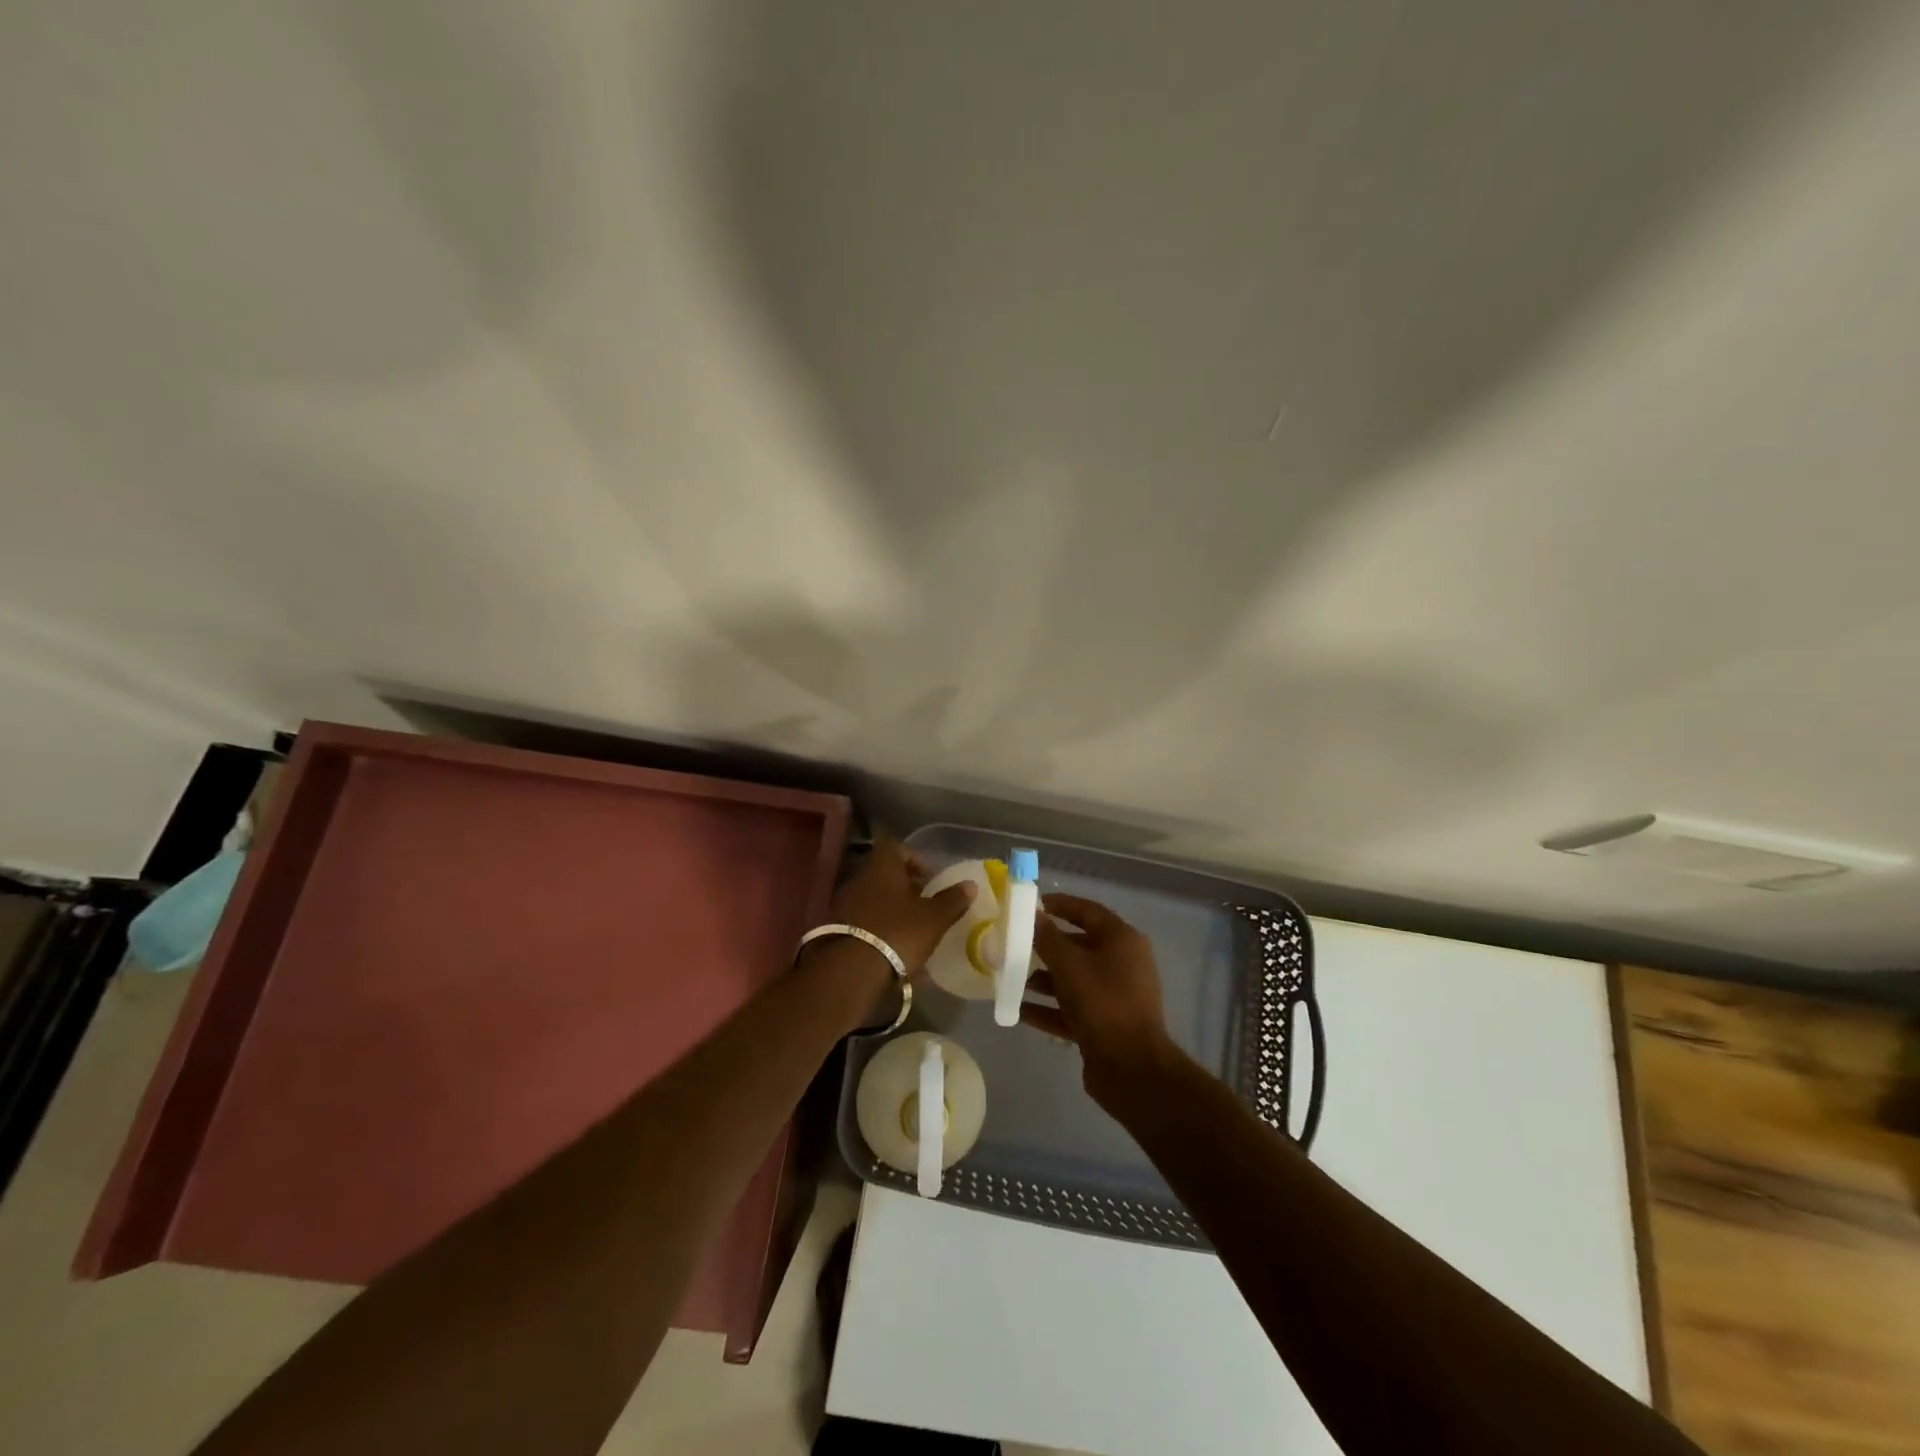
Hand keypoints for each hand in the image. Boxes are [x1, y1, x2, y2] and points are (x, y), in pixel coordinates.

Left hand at [815, 834, 975, 980]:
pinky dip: (877, 924)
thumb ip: (952, 900)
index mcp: (883, 866)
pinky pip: (862, 917)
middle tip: (924, 902)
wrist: (851, 970)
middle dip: (904, 885)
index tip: (930, 877)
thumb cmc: (898, 933)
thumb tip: (970, 884)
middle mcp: (860, 877)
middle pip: (884, 872)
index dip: (914, 858)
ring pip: (872, 895)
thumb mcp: (934, 918)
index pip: (896, 847)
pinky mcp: (836, 927)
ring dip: (890, 906)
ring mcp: (844, 902)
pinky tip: (890, 943)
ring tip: (910, 925)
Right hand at [1024, 894, 1178, 1106]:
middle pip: (1078, 945)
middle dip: (1046, 946)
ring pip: (1073, 979)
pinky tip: (1018, 1010)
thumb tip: (1033, 914)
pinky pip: (1071, 1009)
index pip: (1088, 911)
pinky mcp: (1103, 1024)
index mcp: (1122, 940)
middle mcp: (1121, 964)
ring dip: (1043, 979)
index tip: (1031, 905)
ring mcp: (1113, 996)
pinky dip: (1047, 1008)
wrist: (1131, 1068)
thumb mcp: (1070, 965)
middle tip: (1014, 944)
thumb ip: (1048, 938)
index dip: (1060, 905)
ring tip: (1011, 979)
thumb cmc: (1102, 1003)